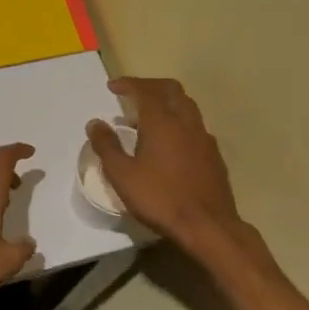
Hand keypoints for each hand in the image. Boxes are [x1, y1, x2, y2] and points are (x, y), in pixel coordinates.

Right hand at [87, 78, 246, 250]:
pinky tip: (169, 142)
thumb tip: (95, 123)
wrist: (207, 225)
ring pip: (186, 105)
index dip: (128, 84)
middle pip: (171, 90)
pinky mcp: (213, 154)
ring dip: (166, 102)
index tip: (112, 86)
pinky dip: (178, 121)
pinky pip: (195, 125)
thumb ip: (107, 146)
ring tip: (147, 118)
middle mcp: (186, 122)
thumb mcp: (122, 174)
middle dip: (150, 86)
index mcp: (162, 122)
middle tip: (131, 94)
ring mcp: (203, 137)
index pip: (145, 90)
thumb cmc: (159, 198)